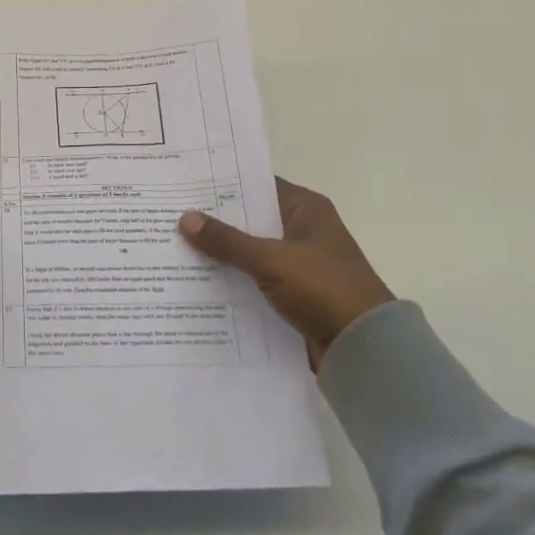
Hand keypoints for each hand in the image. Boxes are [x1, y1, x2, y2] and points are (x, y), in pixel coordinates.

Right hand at [179, 178, 393, 370]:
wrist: (364, 350)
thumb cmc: (323, 289)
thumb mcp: (270, 260)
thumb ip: (227, 240)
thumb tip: (185, 218)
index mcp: (306, 209)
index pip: (256, 185)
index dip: (222, 185)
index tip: (185, 184)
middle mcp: (302, 230)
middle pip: (250, 219)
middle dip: (214, 221)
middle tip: (170, 214)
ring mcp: (298, 264)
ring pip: (249, 251)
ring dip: (221, 253)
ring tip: (174, 246)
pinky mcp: (293, 294)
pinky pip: (254, 279)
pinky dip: (232, 280)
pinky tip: (197, 281)